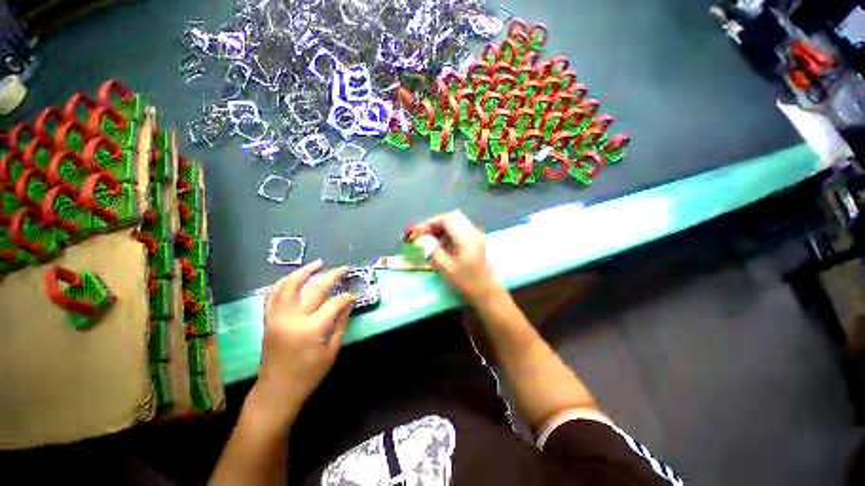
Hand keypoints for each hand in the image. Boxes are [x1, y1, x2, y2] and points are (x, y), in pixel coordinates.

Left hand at [253, 260, 355, 424]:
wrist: (276, 391)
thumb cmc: (309, 375)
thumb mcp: (331, 350)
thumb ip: (341, 323)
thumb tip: (349, 303)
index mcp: (311, 329)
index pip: (334, 303)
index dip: (347, 297)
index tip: (355, 295)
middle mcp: (292, 318)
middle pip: (314, 289)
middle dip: (332, 276)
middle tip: (344, 268)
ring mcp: (277, 317)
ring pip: (288, 285)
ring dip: (304, 271)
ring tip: (318, 263)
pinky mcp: (268, 320)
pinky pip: (272, 295)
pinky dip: (283, 282)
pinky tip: (294, 277)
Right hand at [420, 210, 503, 304]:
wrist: (487, 293)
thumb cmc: (466, 282)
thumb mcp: (446, 268)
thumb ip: (433, 250)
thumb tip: (422, 238)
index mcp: (466, 237)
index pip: (446, 220)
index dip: (430, 223)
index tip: (419, 232)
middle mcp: (473, 232)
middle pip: (453, 217)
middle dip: (437, 222)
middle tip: (425, 233)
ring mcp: (476, 237)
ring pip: (458, 223)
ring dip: (443, 227)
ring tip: (431, 239)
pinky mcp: (476, 242)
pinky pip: (461, 231)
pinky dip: (450, 233)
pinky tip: (442, 244)